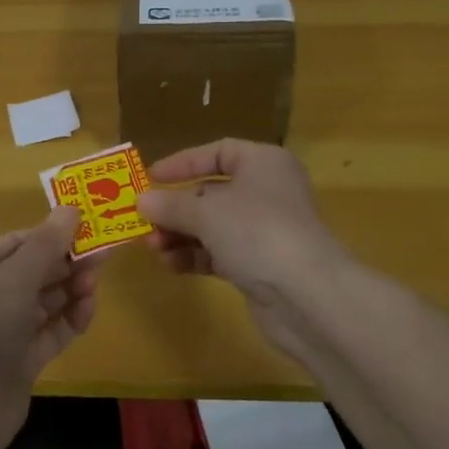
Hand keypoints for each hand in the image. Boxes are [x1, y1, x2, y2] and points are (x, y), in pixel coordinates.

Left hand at [0, 207, 98, 432]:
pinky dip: (69, 320)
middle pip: (33, 271)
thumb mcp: (13, 277)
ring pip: (44, 302)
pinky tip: (87, 310)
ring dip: (70, 289)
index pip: (16, 242)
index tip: (88, 227)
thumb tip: (71, 208)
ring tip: (95, 282)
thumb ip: (46, 245)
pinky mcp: (19, 362)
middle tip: (103, 254)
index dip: (51, 233)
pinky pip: (49, 332)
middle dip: (66, 262)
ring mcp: (1, 332)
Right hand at [136, 139, 349, 363]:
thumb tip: (142, 201)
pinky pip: (219, 253)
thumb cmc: (257, 232)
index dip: (183, 163)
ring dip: (180, 235)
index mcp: (262, 163)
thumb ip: (171, 205)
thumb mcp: (206, 212)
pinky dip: (194, 256)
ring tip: (153, 248)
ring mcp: (264, 230)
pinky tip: (171, 265)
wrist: (307, 295)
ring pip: (212, 226)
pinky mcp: (259, 264)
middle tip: (143, 222)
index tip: (151, 177)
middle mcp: (266, 192)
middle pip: (211, 192)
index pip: (218, 152)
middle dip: (175, 208)